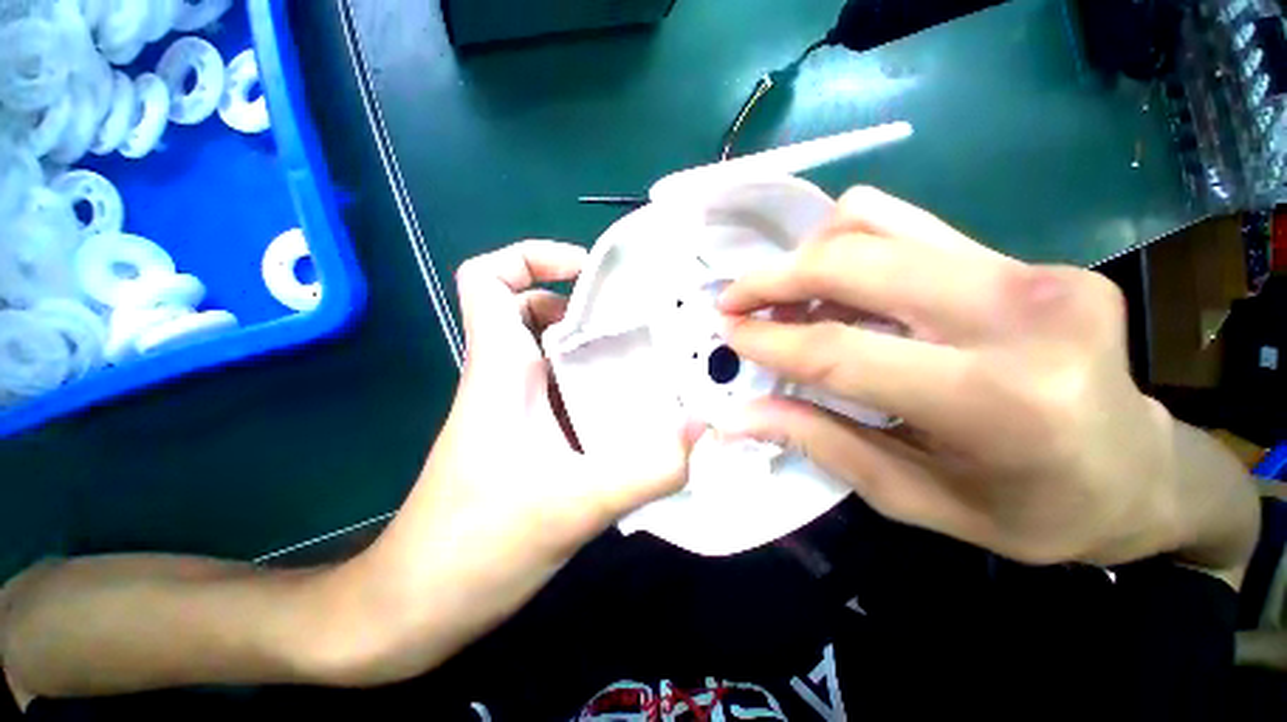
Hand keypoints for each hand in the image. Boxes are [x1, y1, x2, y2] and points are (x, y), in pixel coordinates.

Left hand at [316, 241, 697, 683]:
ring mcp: (518, 409)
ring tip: (654, 362)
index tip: (586, 273)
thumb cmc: (472, 549)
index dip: (532, 258)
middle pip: (535, 310)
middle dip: (586, 305)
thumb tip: (705, 430)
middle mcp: (506, 378)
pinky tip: (638, 414)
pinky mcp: (530, 439)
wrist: (415, 608)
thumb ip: (646, 469)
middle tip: (642, 322)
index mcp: (500, 370)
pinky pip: (569, 393)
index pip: (486, 278)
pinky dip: (600, 389)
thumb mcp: (572, 507)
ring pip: (557, 354)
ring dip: (600, 350)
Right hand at [718, 187, 1182, 566]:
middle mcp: (1017, 314)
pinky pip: (907, 224)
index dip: (767, 338)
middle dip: (773, 278)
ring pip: (875, 222)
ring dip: (808, 256)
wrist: (1136, 472)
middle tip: (734, 301)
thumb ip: (820, 442)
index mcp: (993, 402)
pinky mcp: (1027, 257)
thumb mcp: (913, 497)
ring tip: (786, 298)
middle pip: (852, 261)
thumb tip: (739, 415)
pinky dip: (850, 245)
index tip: (726, 332)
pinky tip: (836, 286)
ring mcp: (1029, 270)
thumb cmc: (1030, 510)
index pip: (839, 351)